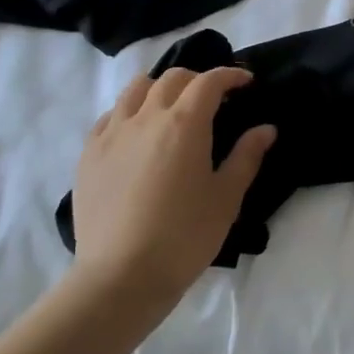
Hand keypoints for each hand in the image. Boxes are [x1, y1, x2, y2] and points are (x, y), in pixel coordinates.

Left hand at [69, 67, 274, 311]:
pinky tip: (137, 132)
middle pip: (172, 78)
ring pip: (136, 89)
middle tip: (213, 97)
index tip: (245, 82)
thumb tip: (265, 129)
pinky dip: (129, 112)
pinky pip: (109, 116)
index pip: (209, 81)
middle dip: (197, 79)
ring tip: (171, 107)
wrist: (120, 277)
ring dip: (160, 88)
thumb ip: (246, 156)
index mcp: (184, 124)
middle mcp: (146, 118)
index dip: (230, 75)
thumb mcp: (227, 198)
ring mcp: (112, 134)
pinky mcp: (88, 155)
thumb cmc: (184, 236)